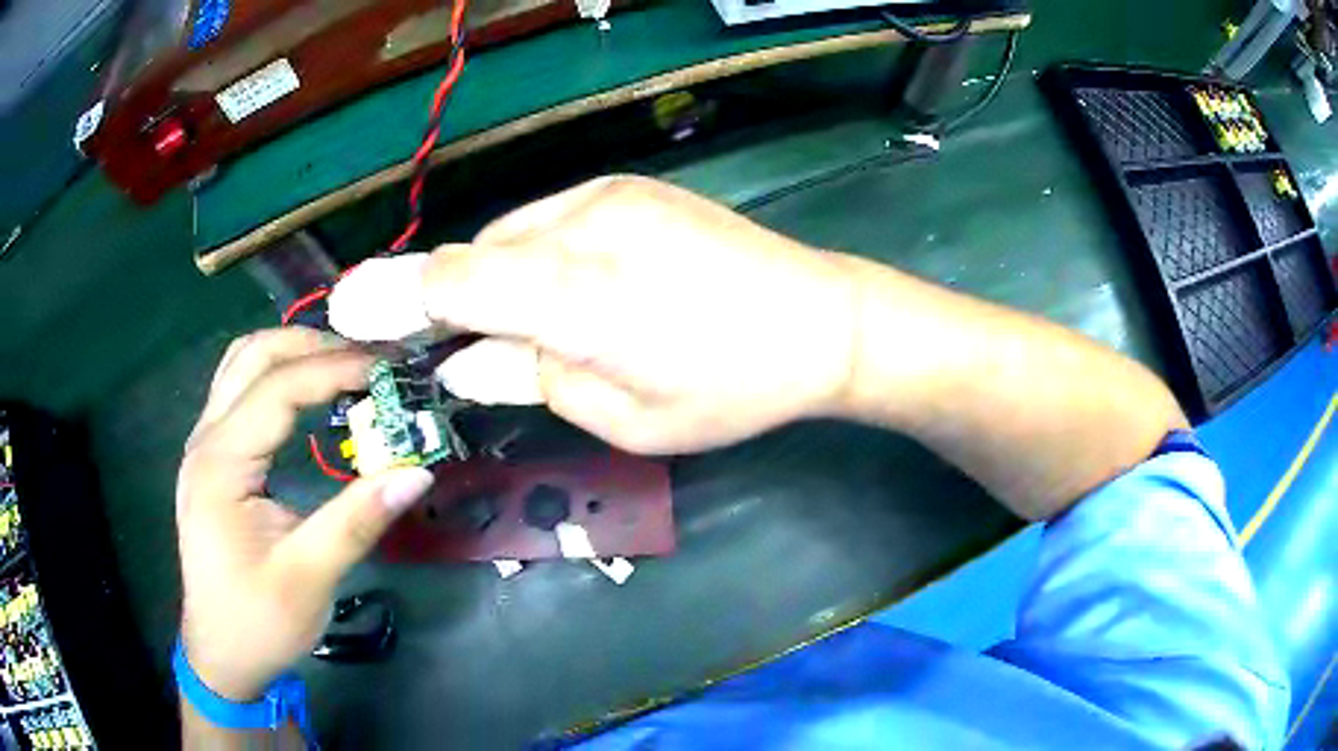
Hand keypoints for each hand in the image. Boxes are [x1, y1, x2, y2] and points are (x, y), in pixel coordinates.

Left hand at [177, 328, 433, 700]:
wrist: (222, 655)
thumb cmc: (259, 622)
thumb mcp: (309, 579)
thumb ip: (357, 521)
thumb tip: (417, 472)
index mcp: (220, 464)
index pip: (277, 388)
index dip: (334, 369)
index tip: (388, 370)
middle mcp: (205, 441)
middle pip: (252, 356)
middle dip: (312, 345)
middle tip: (368, 358)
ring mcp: (204, 447)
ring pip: (241, 365)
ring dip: (291, 353)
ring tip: (342, 365)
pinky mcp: (213, 460)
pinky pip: (239, 392)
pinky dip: (276, 377)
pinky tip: (305, 394)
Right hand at [329, 176, 857, 453]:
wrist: (822, 321)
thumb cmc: (732, 388)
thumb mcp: (628, 416)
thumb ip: (532, 380)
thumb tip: (460, 364)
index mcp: (585, 298)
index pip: (458, 286)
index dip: (392, 297)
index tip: (342, 308)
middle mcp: (587, 226)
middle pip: (479, 257)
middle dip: (456, 302)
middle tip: (463, 348)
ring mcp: (612, 196)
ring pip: (513, 237)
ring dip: (501, 280)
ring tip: (543, 326)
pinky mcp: (632, 188)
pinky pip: (551, 221)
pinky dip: (536, 257)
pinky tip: (576, 289)